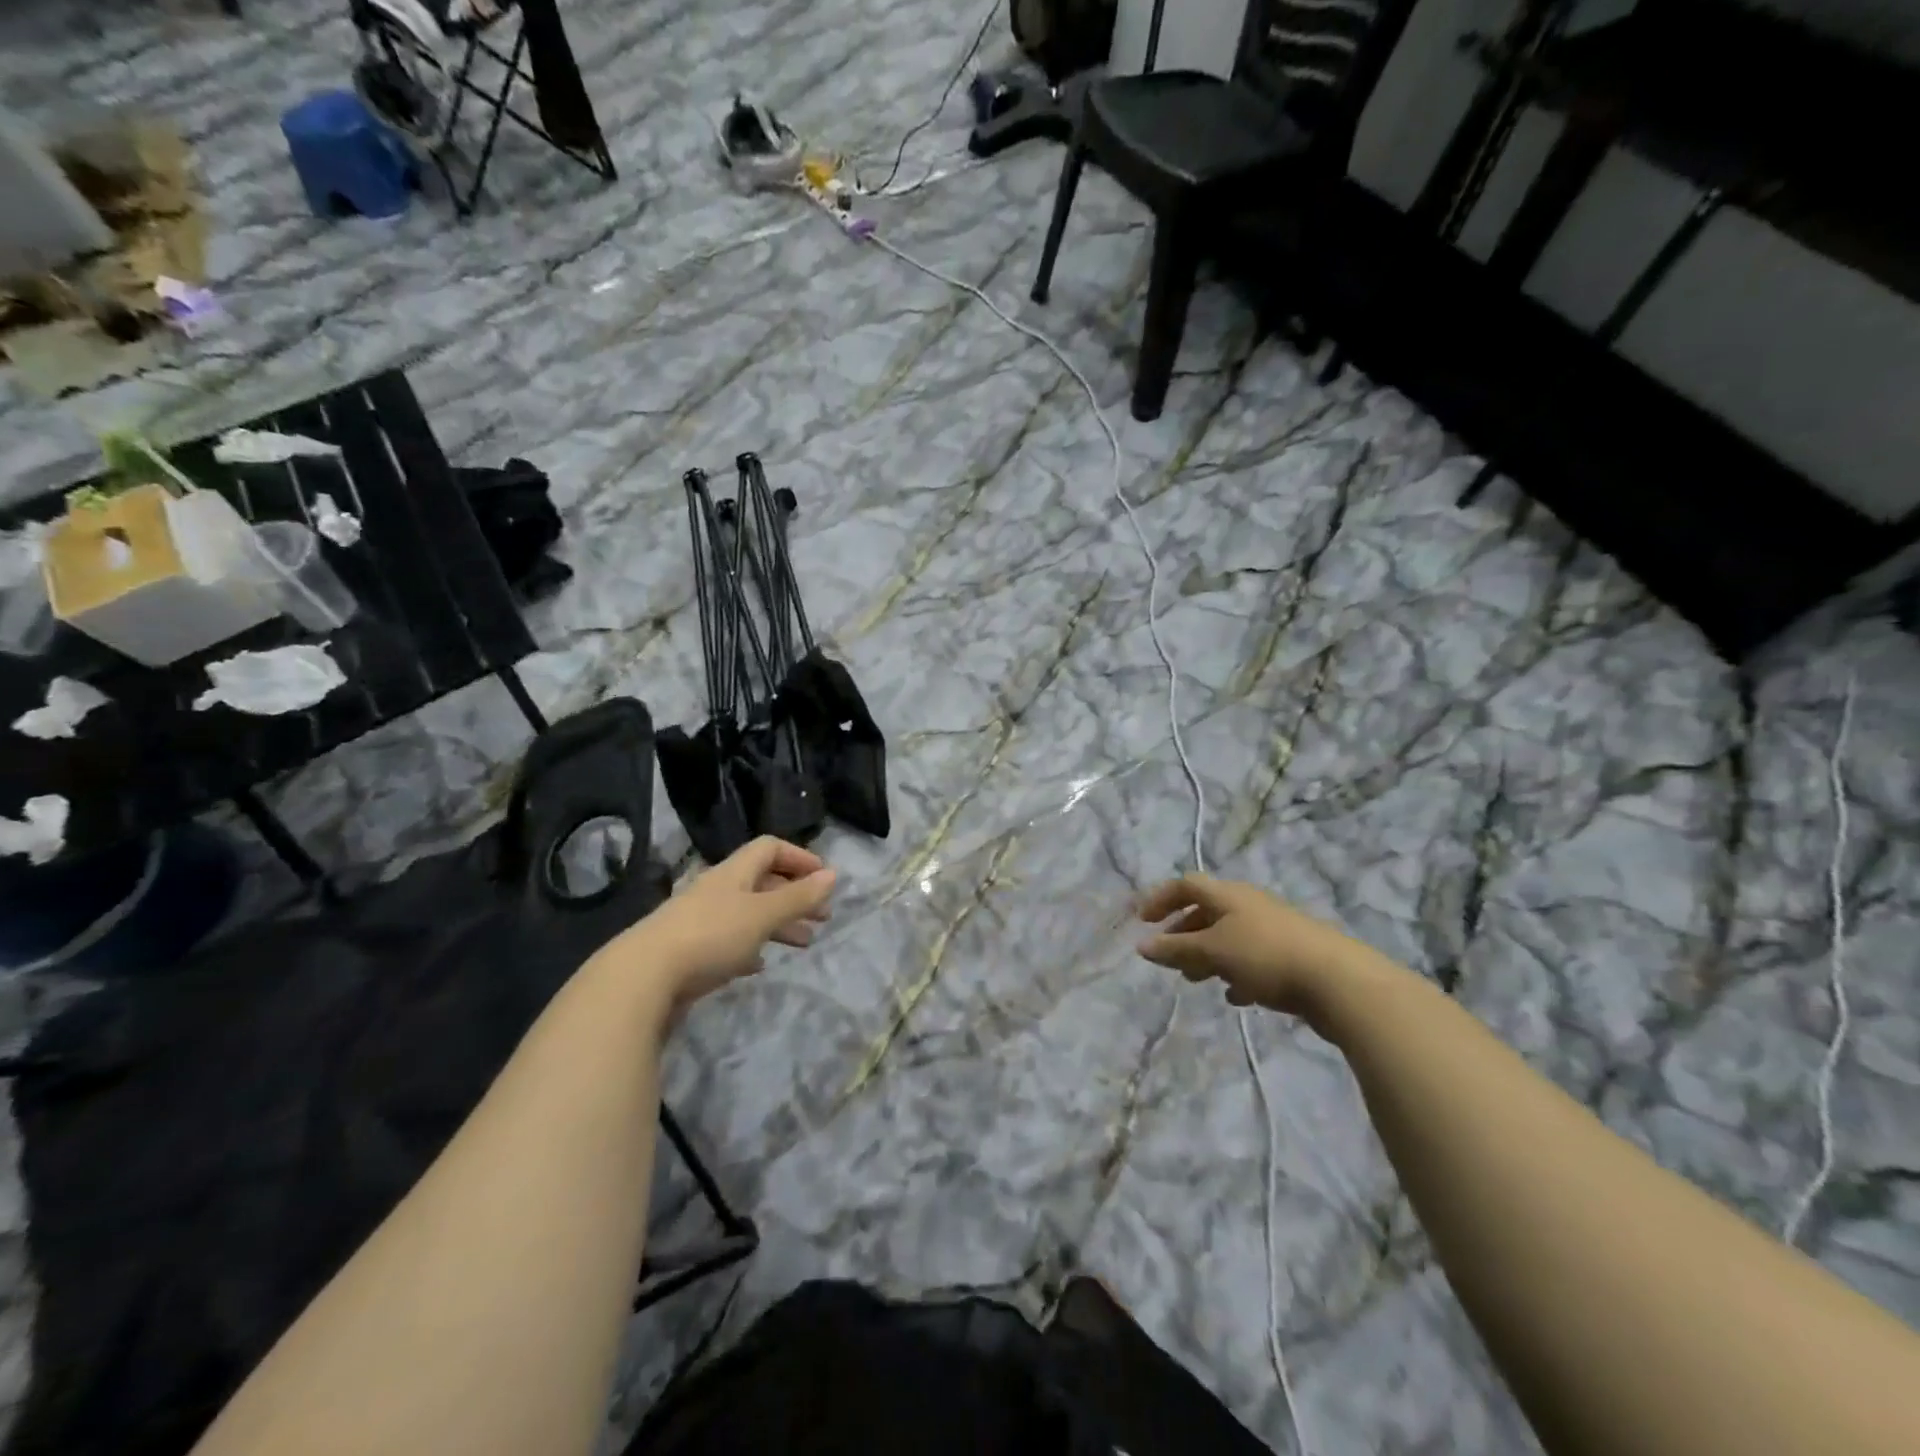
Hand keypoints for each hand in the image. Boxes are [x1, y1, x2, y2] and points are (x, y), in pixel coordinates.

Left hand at [595, 837, 835, 1014]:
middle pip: (762, 882)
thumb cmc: (711, 936)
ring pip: (749, 913)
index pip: (770, 848)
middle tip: (822, 917)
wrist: (644, 977)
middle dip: (795, 896)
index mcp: (734, 873)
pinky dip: (751, 946)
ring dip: (779, 924)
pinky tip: (760, 964)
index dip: (799, 857)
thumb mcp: (763, 915)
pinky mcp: (690, 951)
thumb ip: (798, 897)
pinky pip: (729, 941)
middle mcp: (717, 890)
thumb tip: (832, 874)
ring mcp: (701, 920)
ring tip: (804, 944)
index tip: (823, 878)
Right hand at [1136, 874, 1360, 1019]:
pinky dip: (1236, 973)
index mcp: (1228, 895)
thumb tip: (1142, 945)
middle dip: (1183, 933)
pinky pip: (1252, 959)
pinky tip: (1236, 996)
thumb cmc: (1266, 956)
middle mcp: (1249, 905)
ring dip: (1207, 955)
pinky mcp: (1290, 956)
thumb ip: (1176, 949)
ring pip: (1229, 937)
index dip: (1161, 899)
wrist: (1338, 980)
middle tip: (1169, 957)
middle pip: (1207, 911)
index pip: (1186, 884)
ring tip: (1196, 980)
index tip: (1142, 922)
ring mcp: (1272, 930)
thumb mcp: (1213, 951)